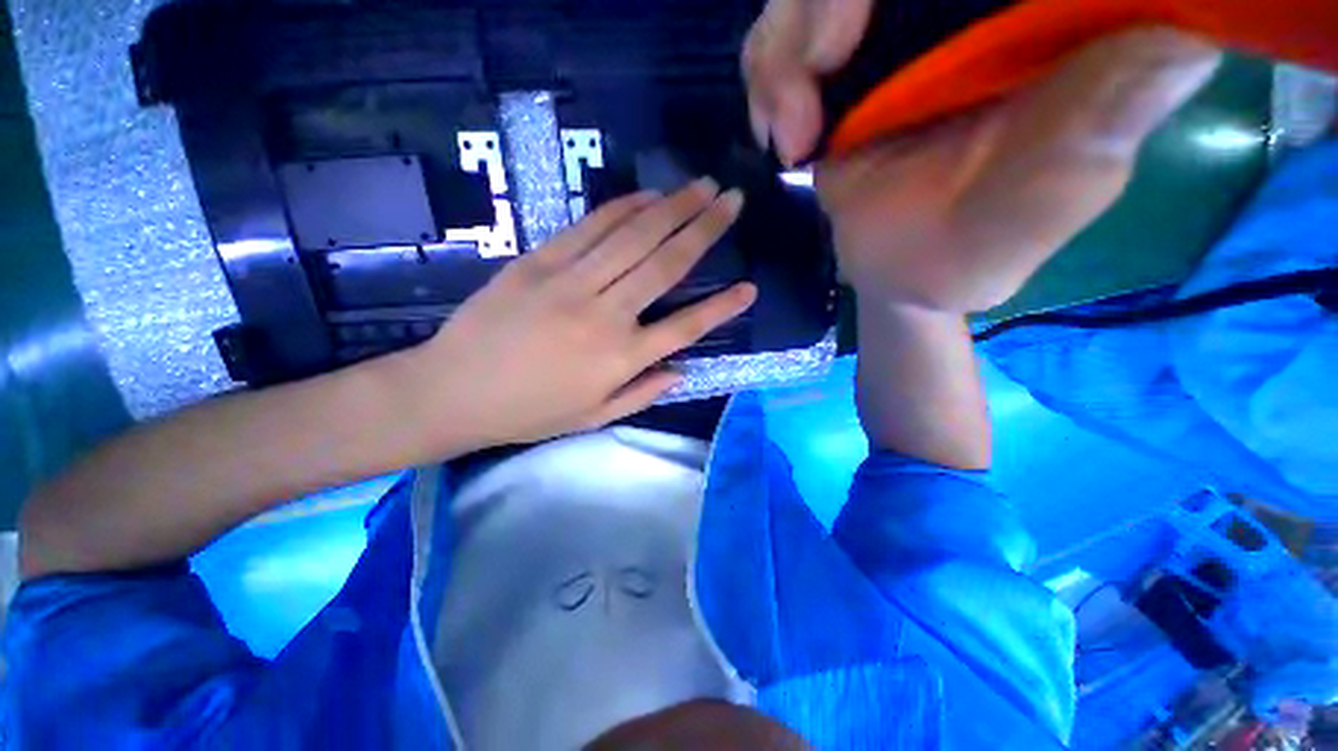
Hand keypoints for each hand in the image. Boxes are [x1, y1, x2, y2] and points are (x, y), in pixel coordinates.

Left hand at [406, 179, 753, 449]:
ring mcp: (571, 282)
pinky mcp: (540, 262)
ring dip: (673, 208)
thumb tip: (682, 370)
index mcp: (622, 359)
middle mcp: (606, 315)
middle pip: (667, 264)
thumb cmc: (529, 412)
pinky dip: (622, 208)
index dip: (722, 307)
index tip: (750, 288)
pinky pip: (590, 227)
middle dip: (705, 228)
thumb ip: (643, 393)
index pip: (687, 327)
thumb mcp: (594, 417)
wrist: (453, 391)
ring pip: (634, 237)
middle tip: (732, 199)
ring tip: (702, 186)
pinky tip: (648, 196)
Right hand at [743, 0, 1220, 311]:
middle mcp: (958, 5)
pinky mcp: (838, 68)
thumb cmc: (978, 247)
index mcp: (1033, 20)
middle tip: (822, 70)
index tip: (865, 31)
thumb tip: (1180, 42)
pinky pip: (779, 38)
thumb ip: (1101, 129)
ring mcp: (889, 30)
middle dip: (825, 3)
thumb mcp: (1044, 203)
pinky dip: (765, 74)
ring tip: (793, 132)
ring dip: (783, 49)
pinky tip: (780, 133)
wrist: (901, 272)